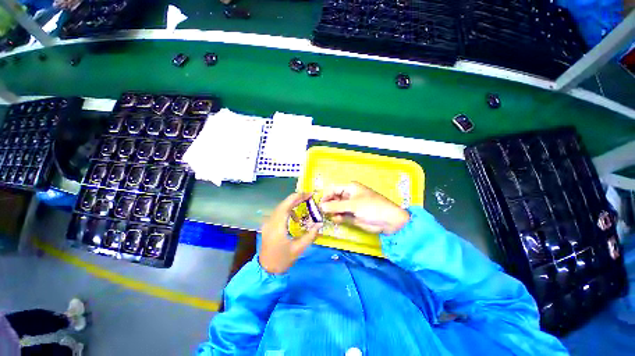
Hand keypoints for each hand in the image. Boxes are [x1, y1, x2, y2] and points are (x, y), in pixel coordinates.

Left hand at [260, 192, 322, 273]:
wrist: (267, 270)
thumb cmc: (283, 260)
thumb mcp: (299, 249)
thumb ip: (310, 235)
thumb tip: (319, 224)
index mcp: (277, 227)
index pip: (286, 206)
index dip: (297, 198)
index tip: (308, 194)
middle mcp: (270, 222)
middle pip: (283, 204)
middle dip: (296, 198)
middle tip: (308, 196)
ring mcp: (267, 223)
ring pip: (280, 207)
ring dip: (291, 204)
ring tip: (303, 206)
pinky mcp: (268, 226)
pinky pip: (278, 213)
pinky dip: (287, 211)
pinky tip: (294, 218)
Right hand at [320, 182, 409, 234]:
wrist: (388, 221)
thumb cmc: (372, 207)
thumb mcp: (353, 205)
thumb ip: (336, 206)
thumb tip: (321, 206)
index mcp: (350, 188)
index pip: (333, 189)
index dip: (326, 195)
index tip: (319, 203)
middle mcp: (348, 196)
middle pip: (334, 199)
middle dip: (328, 205)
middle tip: (321, 212)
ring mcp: (350, 206)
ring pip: (336, 208)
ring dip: (332, 212)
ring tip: (330, 216)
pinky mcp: (352, 216)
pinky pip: (341, 216)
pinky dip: (338, 218)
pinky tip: (338, 219)